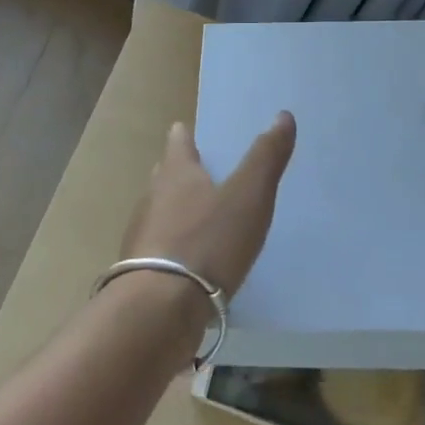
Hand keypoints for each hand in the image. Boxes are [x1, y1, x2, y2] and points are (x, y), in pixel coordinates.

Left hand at [122, 113, 296, 297]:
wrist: (159, 309)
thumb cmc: (207, 242)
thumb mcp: (248, 196)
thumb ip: (266, 157)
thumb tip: (283, 115)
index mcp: (176, 172)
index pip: (178, 142)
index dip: (185, 135)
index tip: (188, 130)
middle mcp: (152, 197)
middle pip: (165, 176)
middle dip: (180, 172)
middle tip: (201, 172)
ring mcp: (142, 236)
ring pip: (160, 213)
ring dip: (177, 212)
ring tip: (202, 219)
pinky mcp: (141, 273)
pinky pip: (161, 250)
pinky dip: (176, 248)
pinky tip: (192, 263)